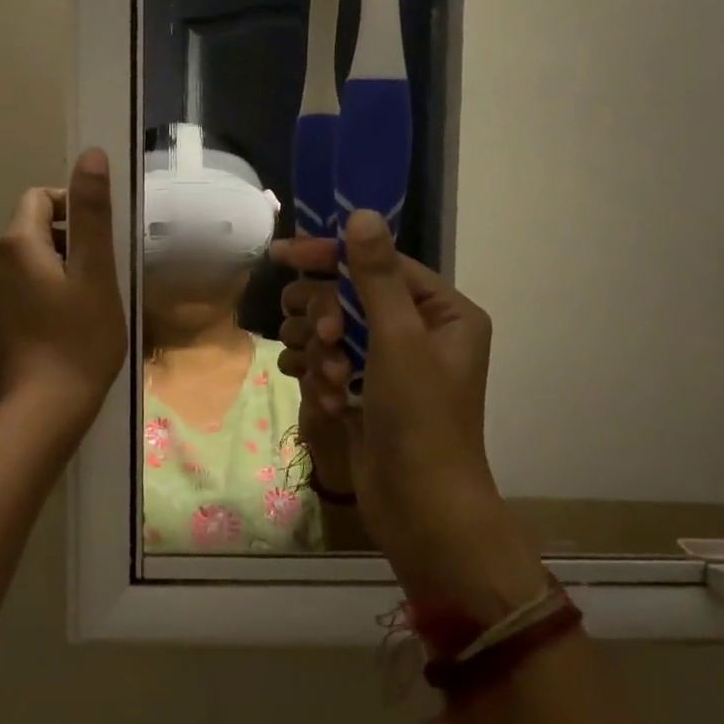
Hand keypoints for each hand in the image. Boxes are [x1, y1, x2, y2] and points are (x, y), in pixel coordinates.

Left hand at [0, 149, 127, 434]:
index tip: (98, 242)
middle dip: (65, 246)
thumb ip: (91, 213)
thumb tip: (91, 155)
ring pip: (22, 270)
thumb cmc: (80, 339)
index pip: (39, 199)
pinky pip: (14, 301)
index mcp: (17, 245)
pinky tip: (58, 334)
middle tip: (98, 280)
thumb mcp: (96, 272)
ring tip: (82, 309)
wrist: (44, 410)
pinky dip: (36, 304)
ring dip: (51, 276)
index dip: (72, 209)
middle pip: (30, 234)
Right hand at [275, 213, 544, 621]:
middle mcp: (417, 331)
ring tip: (330, 383)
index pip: (378, 263)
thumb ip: (376, 277)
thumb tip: (360, 214)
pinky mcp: (363, 391)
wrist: (420, 510)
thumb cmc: (421, 420)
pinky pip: (326, 363)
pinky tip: (328, 403)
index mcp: (442, 312)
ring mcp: (387, 364)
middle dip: (325, 317)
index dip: (330, 256)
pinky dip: (320, 379)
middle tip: (322, 340)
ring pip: (330, 331)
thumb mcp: (398, 341)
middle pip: (348, 296)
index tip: (281, 254)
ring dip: (321, 354)